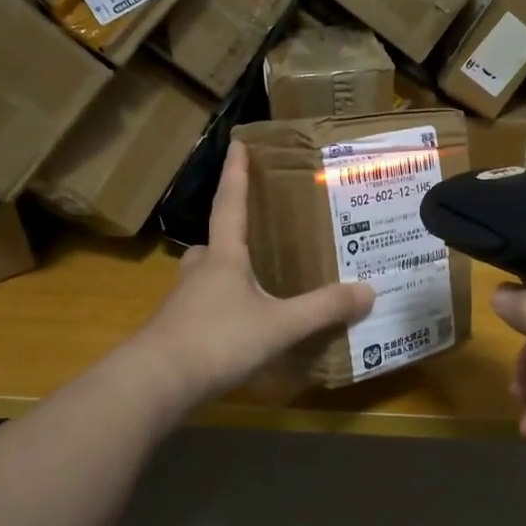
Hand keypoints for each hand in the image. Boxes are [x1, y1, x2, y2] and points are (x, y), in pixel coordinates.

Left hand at [137, 141, 373, 403]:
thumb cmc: (218, 339)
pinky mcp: (177, 331)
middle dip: (232, 236)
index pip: (231, 204)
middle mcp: (200, 272)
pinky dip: (222, 308)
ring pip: (206, 276)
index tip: (237, 144)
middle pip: (215, 243)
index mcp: (223, 257)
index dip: (236, 174)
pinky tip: (240, 326)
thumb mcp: (280, 324)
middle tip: (256, 235)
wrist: (157, 382)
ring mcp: (183, 302)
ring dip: (226, 274)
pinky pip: (204, 308)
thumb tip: (368, 291)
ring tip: (256, 283)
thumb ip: (323, 309)